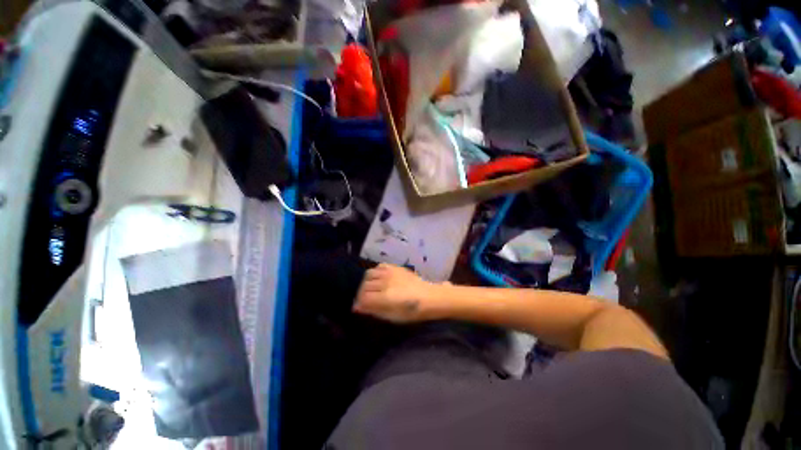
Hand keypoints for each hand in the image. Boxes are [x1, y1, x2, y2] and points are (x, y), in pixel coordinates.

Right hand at [354, 263, 438, 322]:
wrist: (429, 296)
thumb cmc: (412, 311)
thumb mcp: (392, 317)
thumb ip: (374, 311)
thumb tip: (357, 308)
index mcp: (385, 297)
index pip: (362, 297)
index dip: (358, 303)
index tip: (359, 307)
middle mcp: (385, 282)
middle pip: (364, 286)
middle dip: (361, 294)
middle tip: (365, 300)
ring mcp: (390, 272)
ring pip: (369, 274)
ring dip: (367, 282)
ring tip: (371, 289)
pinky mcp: (395, 267)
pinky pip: (379, 266)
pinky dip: (375, 272)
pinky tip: (379, 279)